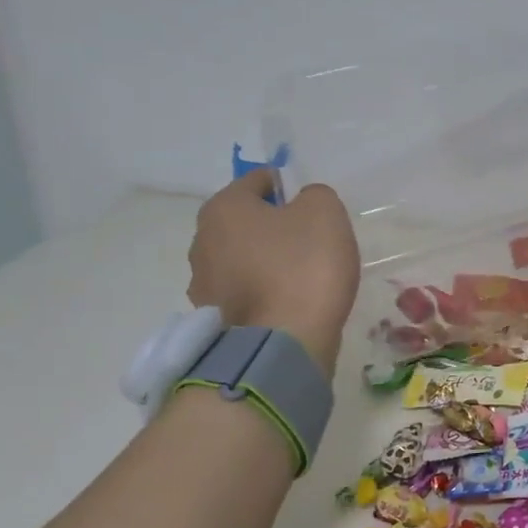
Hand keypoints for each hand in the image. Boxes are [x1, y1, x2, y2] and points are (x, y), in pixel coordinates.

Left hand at [187, 172, 359, 377]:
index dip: (289, 187)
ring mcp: (204, 284)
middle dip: (276, 228)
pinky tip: (290, 304)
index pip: (259, 181)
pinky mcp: (214, 320)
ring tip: (303, 279)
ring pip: (244, 259)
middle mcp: (202, 241)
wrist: (282, 346)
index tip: (314, 209)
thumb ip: (315, 195)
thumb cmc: (303, 268)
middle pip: (248, 222)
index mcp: (223, 208)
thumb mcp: (325, 213)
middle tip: (312, 244)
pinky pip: (246, 293)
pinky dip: (266, 293)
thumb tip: (303, 204)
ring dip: (269, 263)